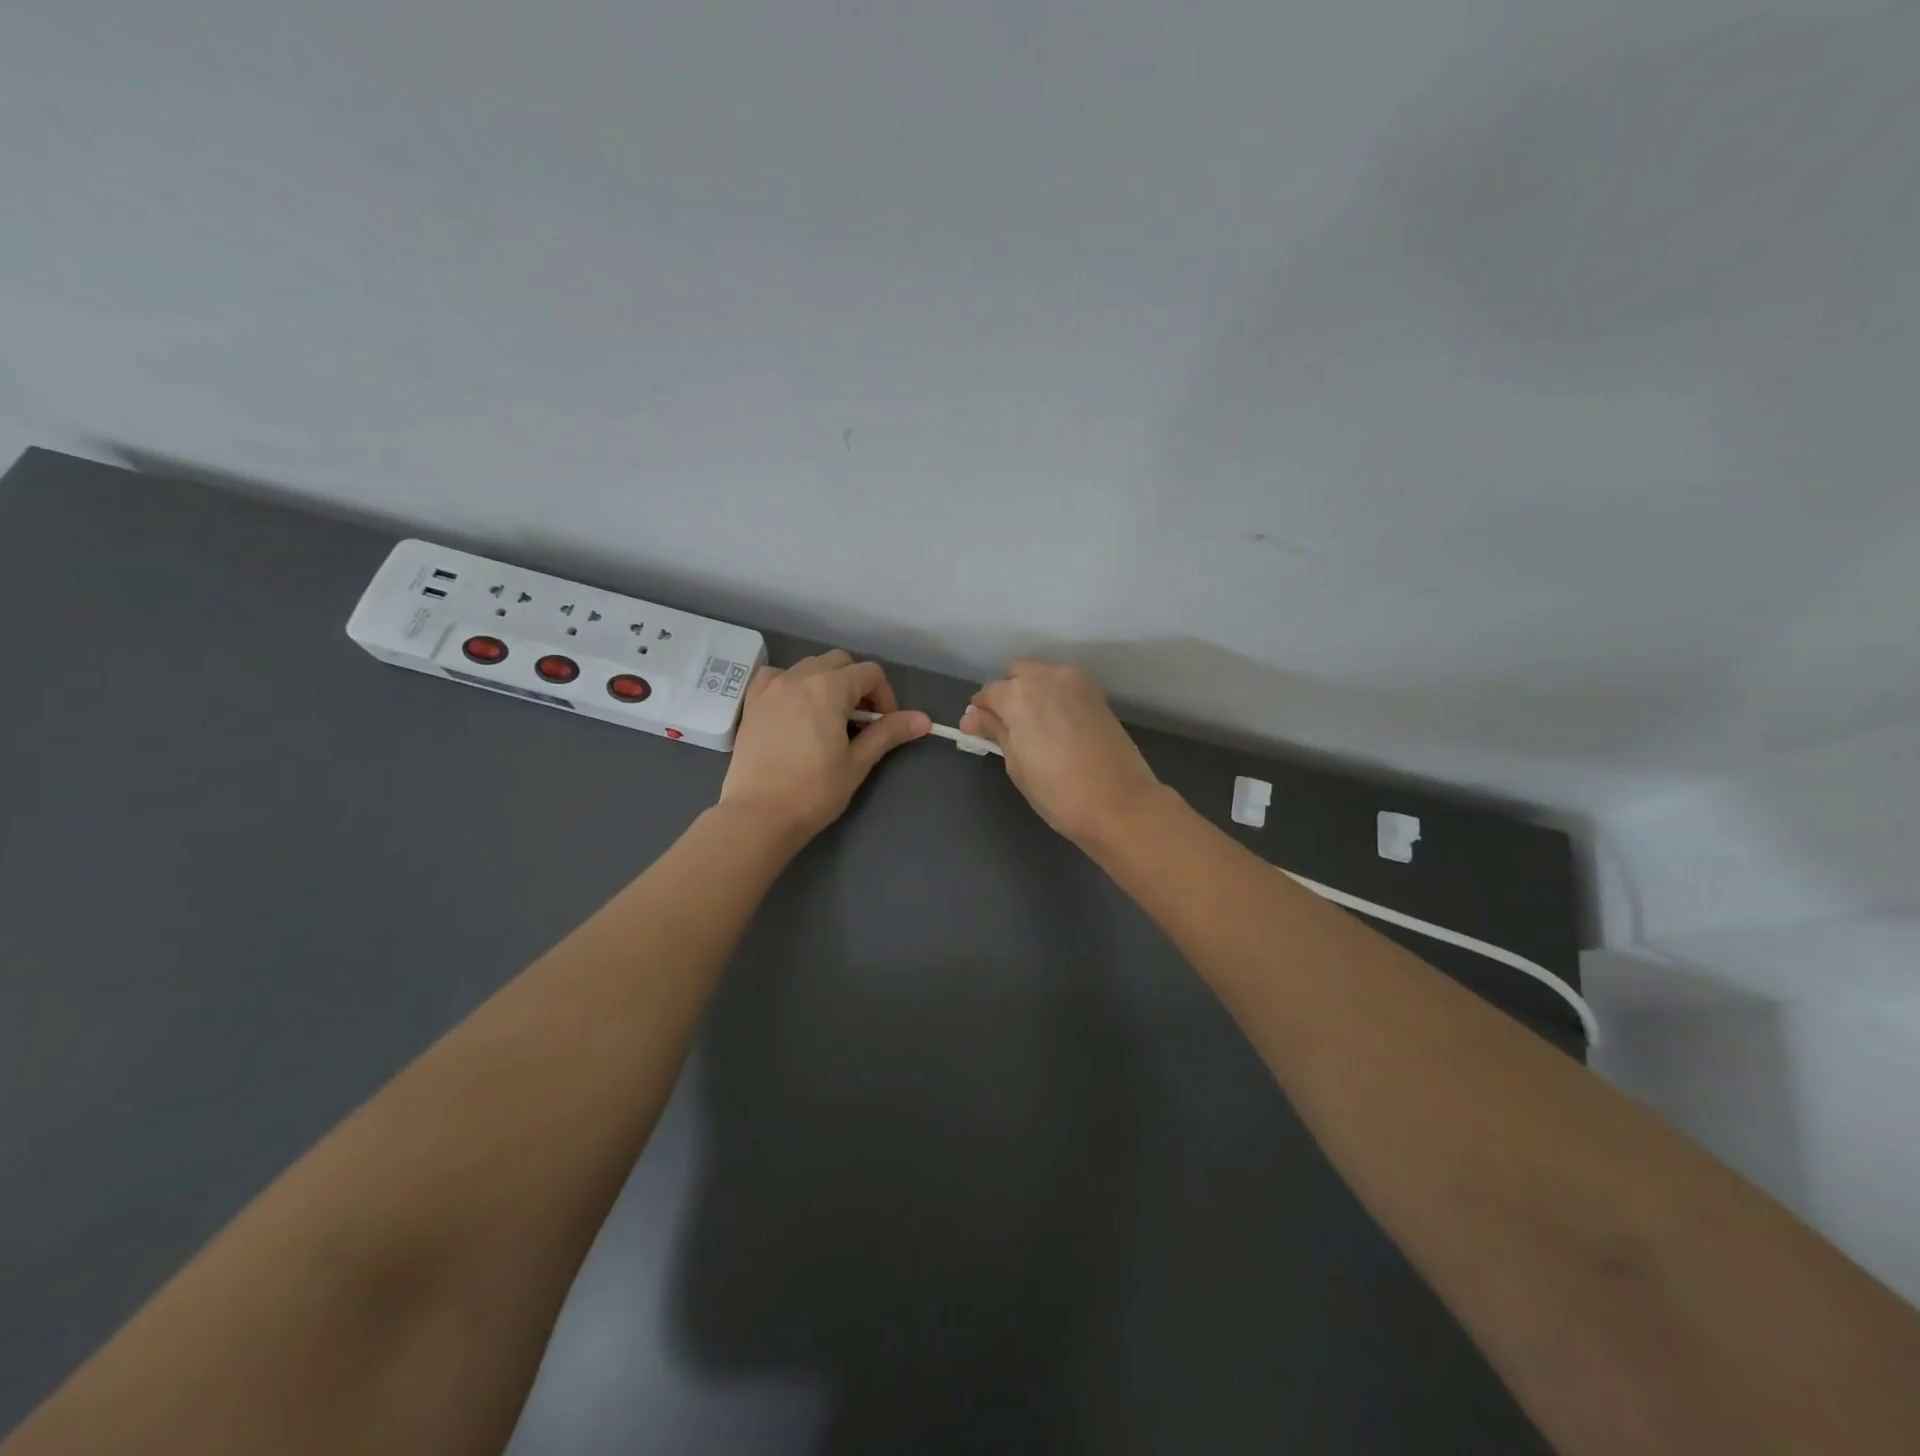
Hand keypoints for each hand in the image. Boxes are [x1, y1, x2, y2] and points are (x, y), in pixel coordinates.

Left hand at [720, 649, 930, 841]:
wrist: (759, 815)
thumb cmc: (814, 791)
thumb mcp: (857, 762)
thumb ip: (888, 733)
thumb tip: (924, 719)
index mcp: (828, 688)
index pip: (870, 673)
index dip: (885, 696)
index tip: (884, 725)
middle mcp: (798, 677)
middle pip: (839, 662)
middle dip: (856, 684)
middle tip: (859, 721)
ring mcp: (771, 688)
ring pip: (808, 666)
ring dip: (825, 682)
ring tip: (828, 717)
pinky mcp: (752, 703)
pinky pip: (776, 677)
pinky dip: (791, 684)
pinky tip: (795, 709)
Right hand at [960, 660, 1161, 846]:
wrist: (1120, 803)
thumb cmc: (1057, 791)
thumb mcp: (1016, 763)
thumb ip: (995, 731)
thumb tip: (972, 717)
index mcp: (1019, 694)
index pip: (988, 692)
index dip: (980, 713)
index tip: (978, 733)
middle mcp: (1047, 677)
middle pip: (1016, 674)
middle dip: (1007, 694)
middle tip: (1007, 729)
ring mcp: (1077, 683)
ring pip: (1043, 676)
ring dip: (1032, 693)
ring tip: (1034, 728)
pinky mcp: (1098, 695)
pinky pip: (1065, 686)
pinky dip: (1055, 698)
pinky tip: (1057, 727)